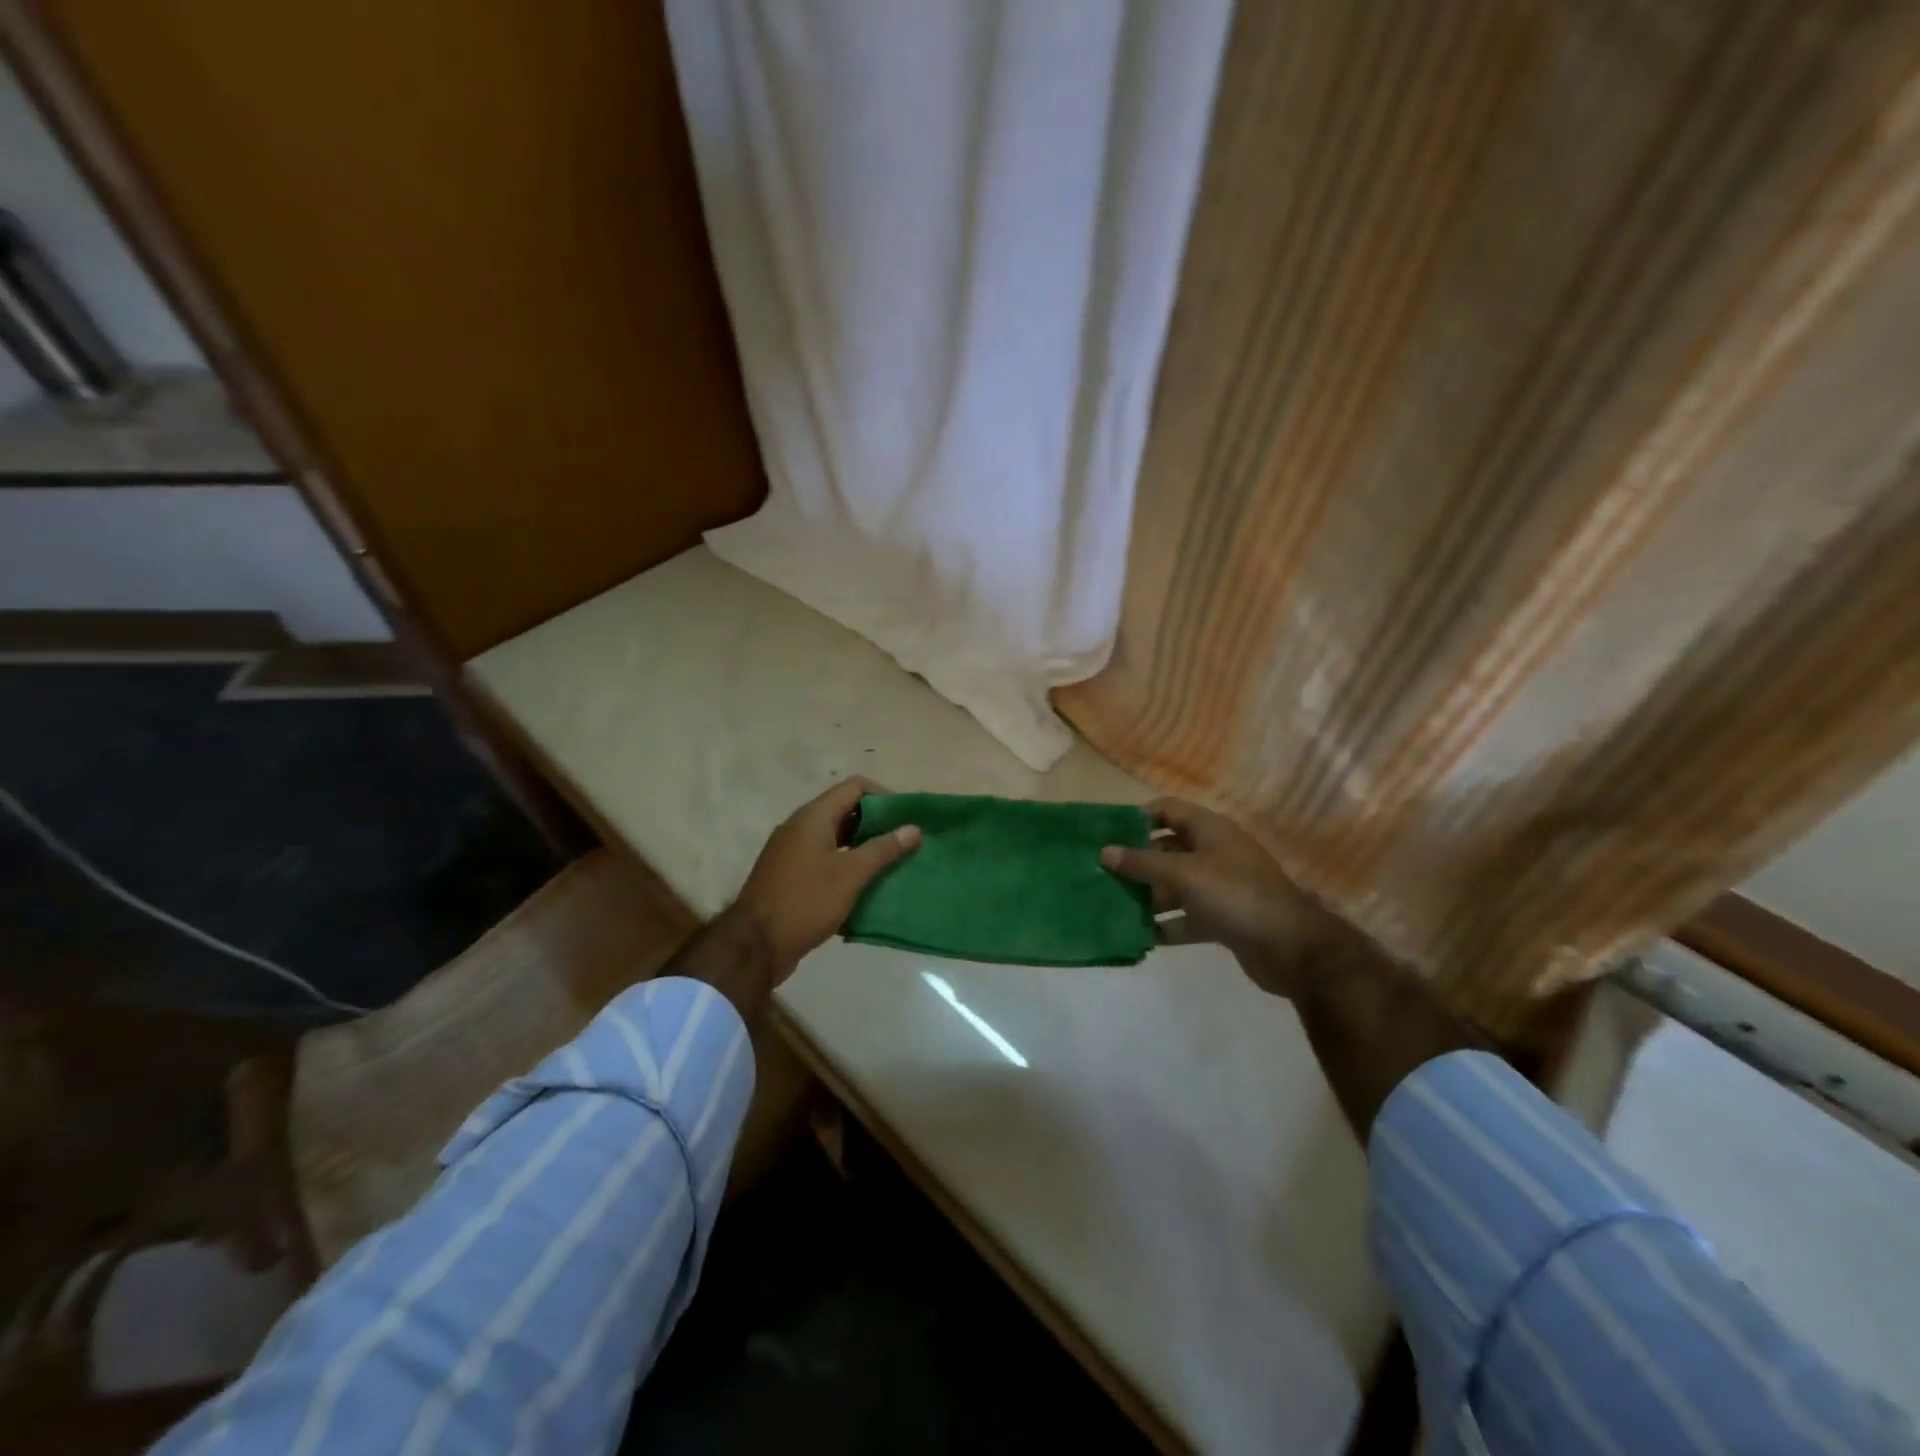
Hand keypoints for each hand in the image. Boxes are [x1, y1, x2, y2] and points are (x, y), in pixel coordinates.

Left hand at [730, 777, 920, 979]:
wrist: (755, 946)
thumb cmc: (806, 901)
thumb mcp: (850, 874)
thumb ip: (883, 849)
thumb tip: (913, 828)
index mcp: (813, 817)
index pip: (855, 787)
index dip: (884, 796)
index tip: (906, 818)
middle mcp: (800, 827)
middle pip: (845, 811)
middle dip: (877, 824)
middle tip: (904, 843)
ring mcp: (792, 852)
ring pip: (836, 839)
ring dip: (863, 848)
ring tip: (891, 865)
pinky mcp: (790, 876)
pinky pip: (824, 860)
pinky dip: (846, 867)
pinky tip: (865, 887)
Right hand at [1100, 798, 1339, 997]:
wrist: (1292, 947)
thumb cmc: (1235, 895)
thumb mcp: (1184, 874)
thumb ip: (1142, 863)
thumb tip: (1104, 852)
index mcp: (1209, 830)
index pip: (1167, 810)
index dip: (1138, 816)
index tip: (1106, 832)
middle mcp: (1214, 853)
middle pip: (1167, 849)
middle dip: (1136, 860)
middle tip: (1100, 873)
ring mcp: (1219, 887)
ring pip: (1174, 885)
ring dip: (1147, 895)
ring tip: (1112, 905)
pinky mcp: (1222, 919)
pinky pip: (1186, 917)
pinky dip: (1166, 925)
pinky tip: (1139, 935)